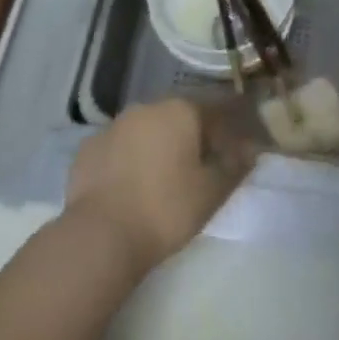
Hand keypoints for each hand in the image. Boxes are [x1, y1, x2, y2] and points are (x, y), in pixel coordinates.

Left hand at [65, 99, 255, 274]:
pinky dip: (128, 159)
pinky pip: (118, 147)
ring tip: (162, 178)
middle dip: (190, 137)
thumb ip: (234, 166)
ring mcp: (114, 124)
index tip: (234, 152)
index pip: (214, 111)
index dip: (227, 131)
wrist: (102, 233)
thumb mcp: (211, 193)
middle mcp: (147, 106)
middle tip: (198, 168)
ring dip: (157, 145)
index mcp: (180, 111)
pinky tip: (130, 185)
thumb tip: (249, 149)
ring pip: (145, 129)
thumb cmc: (166, 209)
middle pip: (178, 116)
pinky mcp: (89, 146)